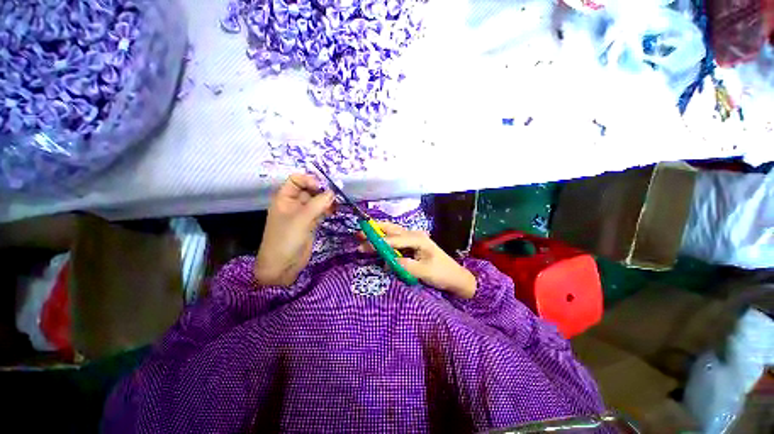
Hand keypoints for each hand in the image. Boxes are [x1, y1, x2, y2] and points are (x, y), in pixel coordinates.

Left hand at [254, 174, 334, 285]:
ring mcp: (303, 214)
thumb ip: (318, 204)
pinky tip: (334, 211)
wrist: (283, 266)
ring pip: (316, 201)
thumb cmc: (286, 239)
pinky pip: (320, 212)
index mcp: (284, 198)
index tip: (322, 188)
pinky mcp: (310, 223)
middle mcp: (293, 203)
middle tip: (336, 195)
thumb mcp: (301, 219)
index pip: (296, 180)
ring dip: (327, 200)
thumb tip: (333, 192)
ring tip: (337, 204)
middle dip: (322, 190)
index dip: (309, 180)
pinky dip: (327, 210)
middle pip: (308, 189)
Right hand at [358, 221, 476, 298]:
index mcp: (418, 239)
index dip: (379, 242)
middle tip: (359, 232)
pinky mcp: (412, 246)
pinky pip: (395, 241)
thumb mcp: (424, 272)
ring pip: (393, 233)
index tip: (363, 246)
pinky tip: (376, 244)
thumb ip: (405, 265)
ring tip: (363, 234)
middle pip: (392, 230)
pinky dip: (384, 241)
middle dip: (375, 230)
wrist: (455, 277)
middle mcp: (414, 235)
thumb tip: (388, 261)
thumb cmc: (442, 273)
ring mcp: (413, 239)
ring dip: (379, 233)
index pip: (394, 239)